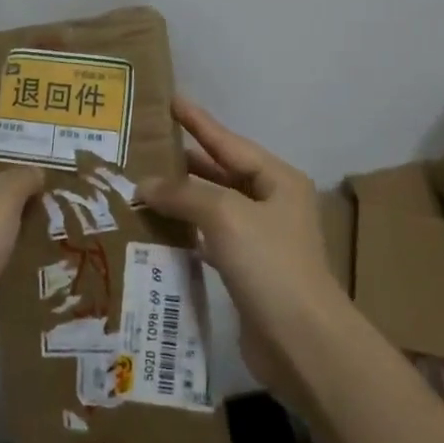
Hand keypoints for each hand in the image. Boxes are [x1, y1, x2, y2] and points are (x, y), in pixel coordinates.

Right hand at [138, 98, 348, 401]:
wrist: (301, 342)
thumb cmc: (269, 264)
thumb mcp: (226, 216)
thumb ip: (184, 194)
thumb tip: (145, 184)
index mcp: (277, 180)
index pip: (229, 142)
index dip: (198, 122)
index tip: (171, 100)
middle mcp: (272, 204)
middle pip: (222, 173)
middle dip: (185, 161)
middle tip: (144, 147)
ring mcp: (261, 240)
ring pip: (214, 208)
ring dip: (181, 199)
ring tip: (142, 185)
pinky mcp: (248, 272)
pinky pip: (211, 240)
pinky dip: (186, 233)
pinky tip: (159, 231)